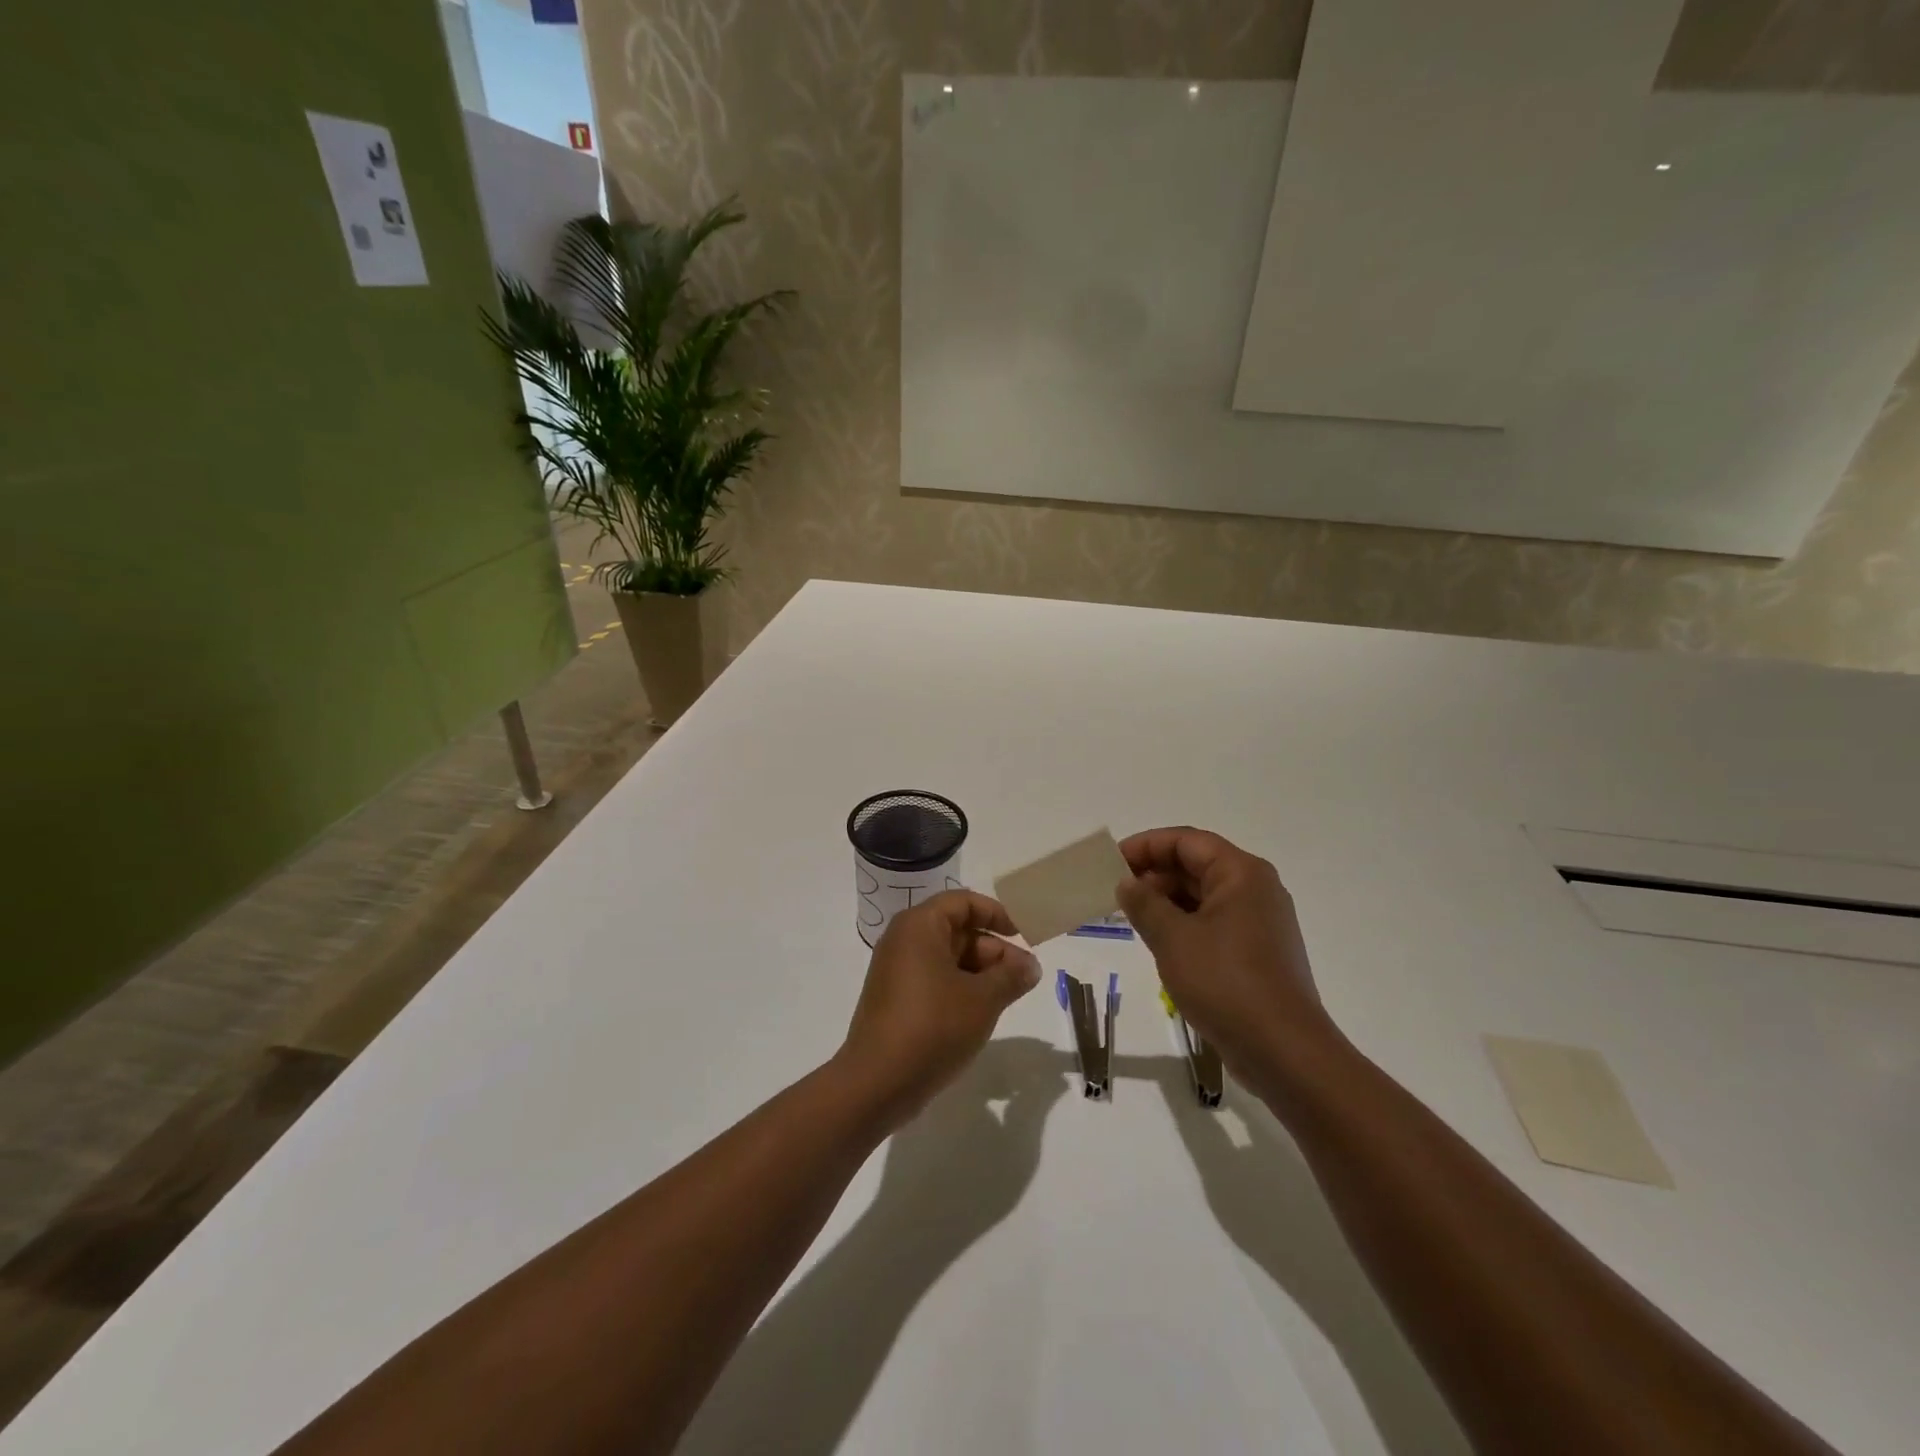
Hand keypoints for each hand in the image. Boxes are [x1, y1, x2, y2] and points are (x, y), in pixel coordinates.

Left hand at [836, 890, 1042, 1131]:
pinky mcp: (894, 1000)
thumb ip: (1011, 976)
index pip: (963, 902)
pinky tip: (980, 1013)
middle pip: (956, 930)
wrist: (877, 1083)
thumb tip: (1031, 966)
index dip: (996, 914)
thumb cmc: (933, 1026)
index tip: (1023, 935)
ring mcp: (896, 972)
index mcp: (919, 926)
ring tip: (1008, 998)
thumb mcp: (983, 999)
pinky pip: (933, 980)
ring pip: (947, 958)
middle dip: (993, 950)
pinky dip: (960, 989)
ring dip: (980, 973)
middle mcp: (903, 940)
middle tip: (1024, 977)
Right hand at [1116, 827, 1335, 1087]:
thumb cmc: (1225, 983)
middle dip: (1154, 874)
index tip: (1111, 862)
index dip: (1146, 846)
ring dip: (1167, 901)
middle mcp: (1255, 890)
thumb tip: (1127, 883)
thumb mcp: (1173, 938)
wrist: (1283, 1052)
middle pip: (1197, 865)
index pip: (1186, 841)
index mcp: (1241, 873)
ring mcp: (1260, 922)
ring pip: (1204, 896)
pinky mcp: (1258, 952)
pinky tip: (1159, 942)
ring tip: (1131, 917)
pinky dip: (1184, 924)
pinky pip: (1214, 923)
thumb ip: (1144, 903)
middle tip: (1115, 892)